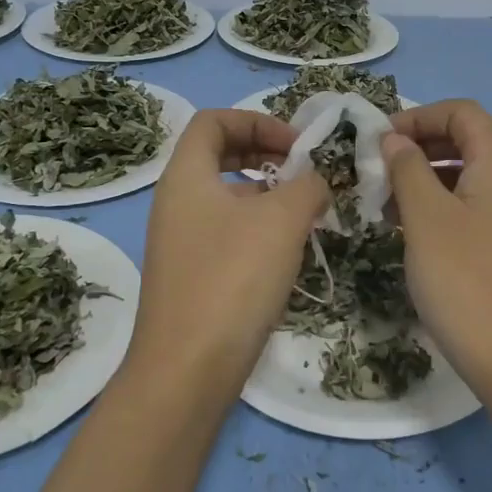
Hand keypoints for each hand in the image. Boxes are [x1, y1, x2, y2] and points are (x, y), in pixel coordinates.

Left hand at [131, 109, 327, 394]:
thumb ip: (307, 186)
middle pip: (219, 155)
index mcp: (185, 176)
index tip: (296, 146)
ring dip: (268, 195)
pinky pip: (227, 232)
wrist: (188, 371)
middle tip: (304, 173)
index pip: (213, 121)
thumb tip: (315, 183)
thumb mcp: (282, 220)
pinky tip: (288, 253)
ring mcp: (181, 241)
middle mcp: (176, 202)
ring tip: (306, 215)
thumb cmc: (233, 278)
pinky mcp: (192, 275)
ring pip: (227, 196)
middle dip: (266, 154)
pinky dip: (259, 228)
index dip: (257, 120)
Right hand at [381, 100, 491, 398]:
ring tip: (388, 208)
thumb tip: (396, 140)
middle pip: (468, 142)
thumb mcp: (426, 219)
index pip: (462, 112)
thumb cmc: (467, 281)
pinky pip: (479, 209)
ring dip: (429, 181)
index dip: (418, 116)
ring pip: (471, 178)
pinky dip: (446, 208)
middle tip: (378, 174)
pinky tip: (416, 235)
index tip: (379, 141)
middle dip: (420, 149)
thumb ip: (408, 169)